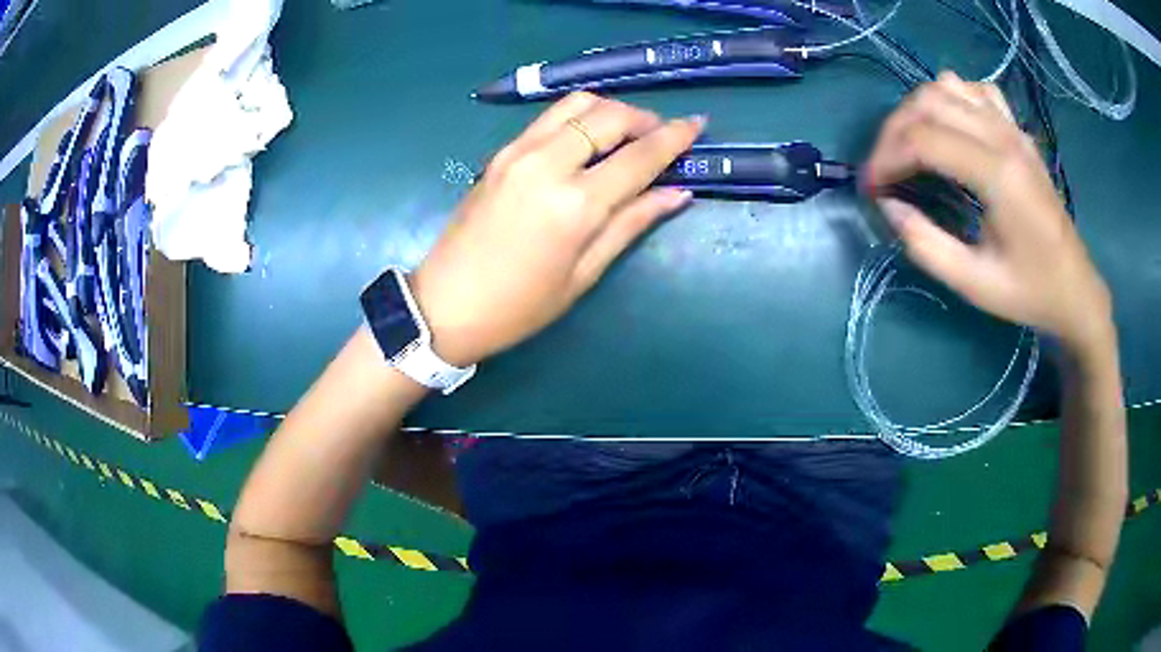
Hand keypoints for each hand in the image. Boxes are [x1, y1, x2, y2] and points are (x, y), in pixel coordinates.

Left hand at [411, 92, 703, 366]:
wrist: (443, 305)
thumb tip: (676, 193)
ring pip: (577, 104)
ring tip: (628, 133)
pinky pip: (549, 117)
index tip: (697, 124)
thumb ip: (630, 224)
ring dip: (611, 110)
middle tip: (662, 136)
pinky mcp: (500, 153)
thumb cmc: (519, 306)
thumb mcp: (583, 274)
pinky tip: (589, 139)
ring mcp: (518, 152)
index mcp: (575, 204)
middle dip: (645, 118)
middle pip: (609, 115)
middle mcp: (547, 163)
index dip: (674, 137)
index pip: (639, 155)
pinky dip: (580, 116)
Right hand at [863, 72, 1112, 351]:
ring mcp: (1012, 128)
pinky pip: (975, 90)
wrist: (1075, 288)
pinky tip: (949, 125)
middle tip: (883, 168)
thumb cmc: (1029, 292)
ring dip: (917, 109)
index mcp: (998, 174)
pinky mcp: (1017, 131)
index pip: (924, 139)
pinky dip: (951, 98)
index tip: (870, 187)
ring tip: (909, 145)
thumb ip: (925, 244)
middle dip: (893, 130)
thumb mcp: (973, 283)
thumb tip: (889, 205)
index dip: (886, 157)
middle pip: (929, 101)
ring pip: (947, 86)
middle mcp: (1004, 137)